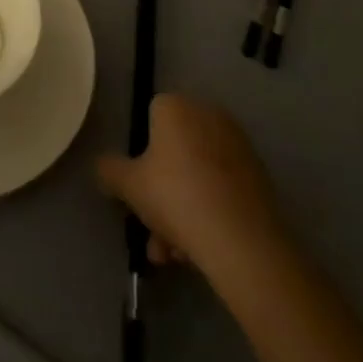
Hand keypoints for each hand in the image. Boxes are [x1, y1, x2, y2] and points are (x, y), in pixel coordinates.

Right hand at [97, 94, 284, 278]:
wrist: (242, 240)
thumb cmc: (176, 197)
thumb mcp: (128, 185)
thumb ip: (109, 170)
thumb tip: (103, 167)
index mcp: (176, 107)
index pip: (150, 116)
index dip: (141, 152)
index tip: (137, 186)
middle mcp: (208, 115)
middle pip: (175, 151)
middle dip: (161, 192)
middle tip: (152, 228)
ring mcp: (238, 146)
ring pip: (197, 176)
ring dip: (182, 211)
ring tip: (173, 254)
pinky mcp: (259, 176)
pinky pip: (221, 189)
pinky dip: (208, 212)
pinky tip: (198, 250)